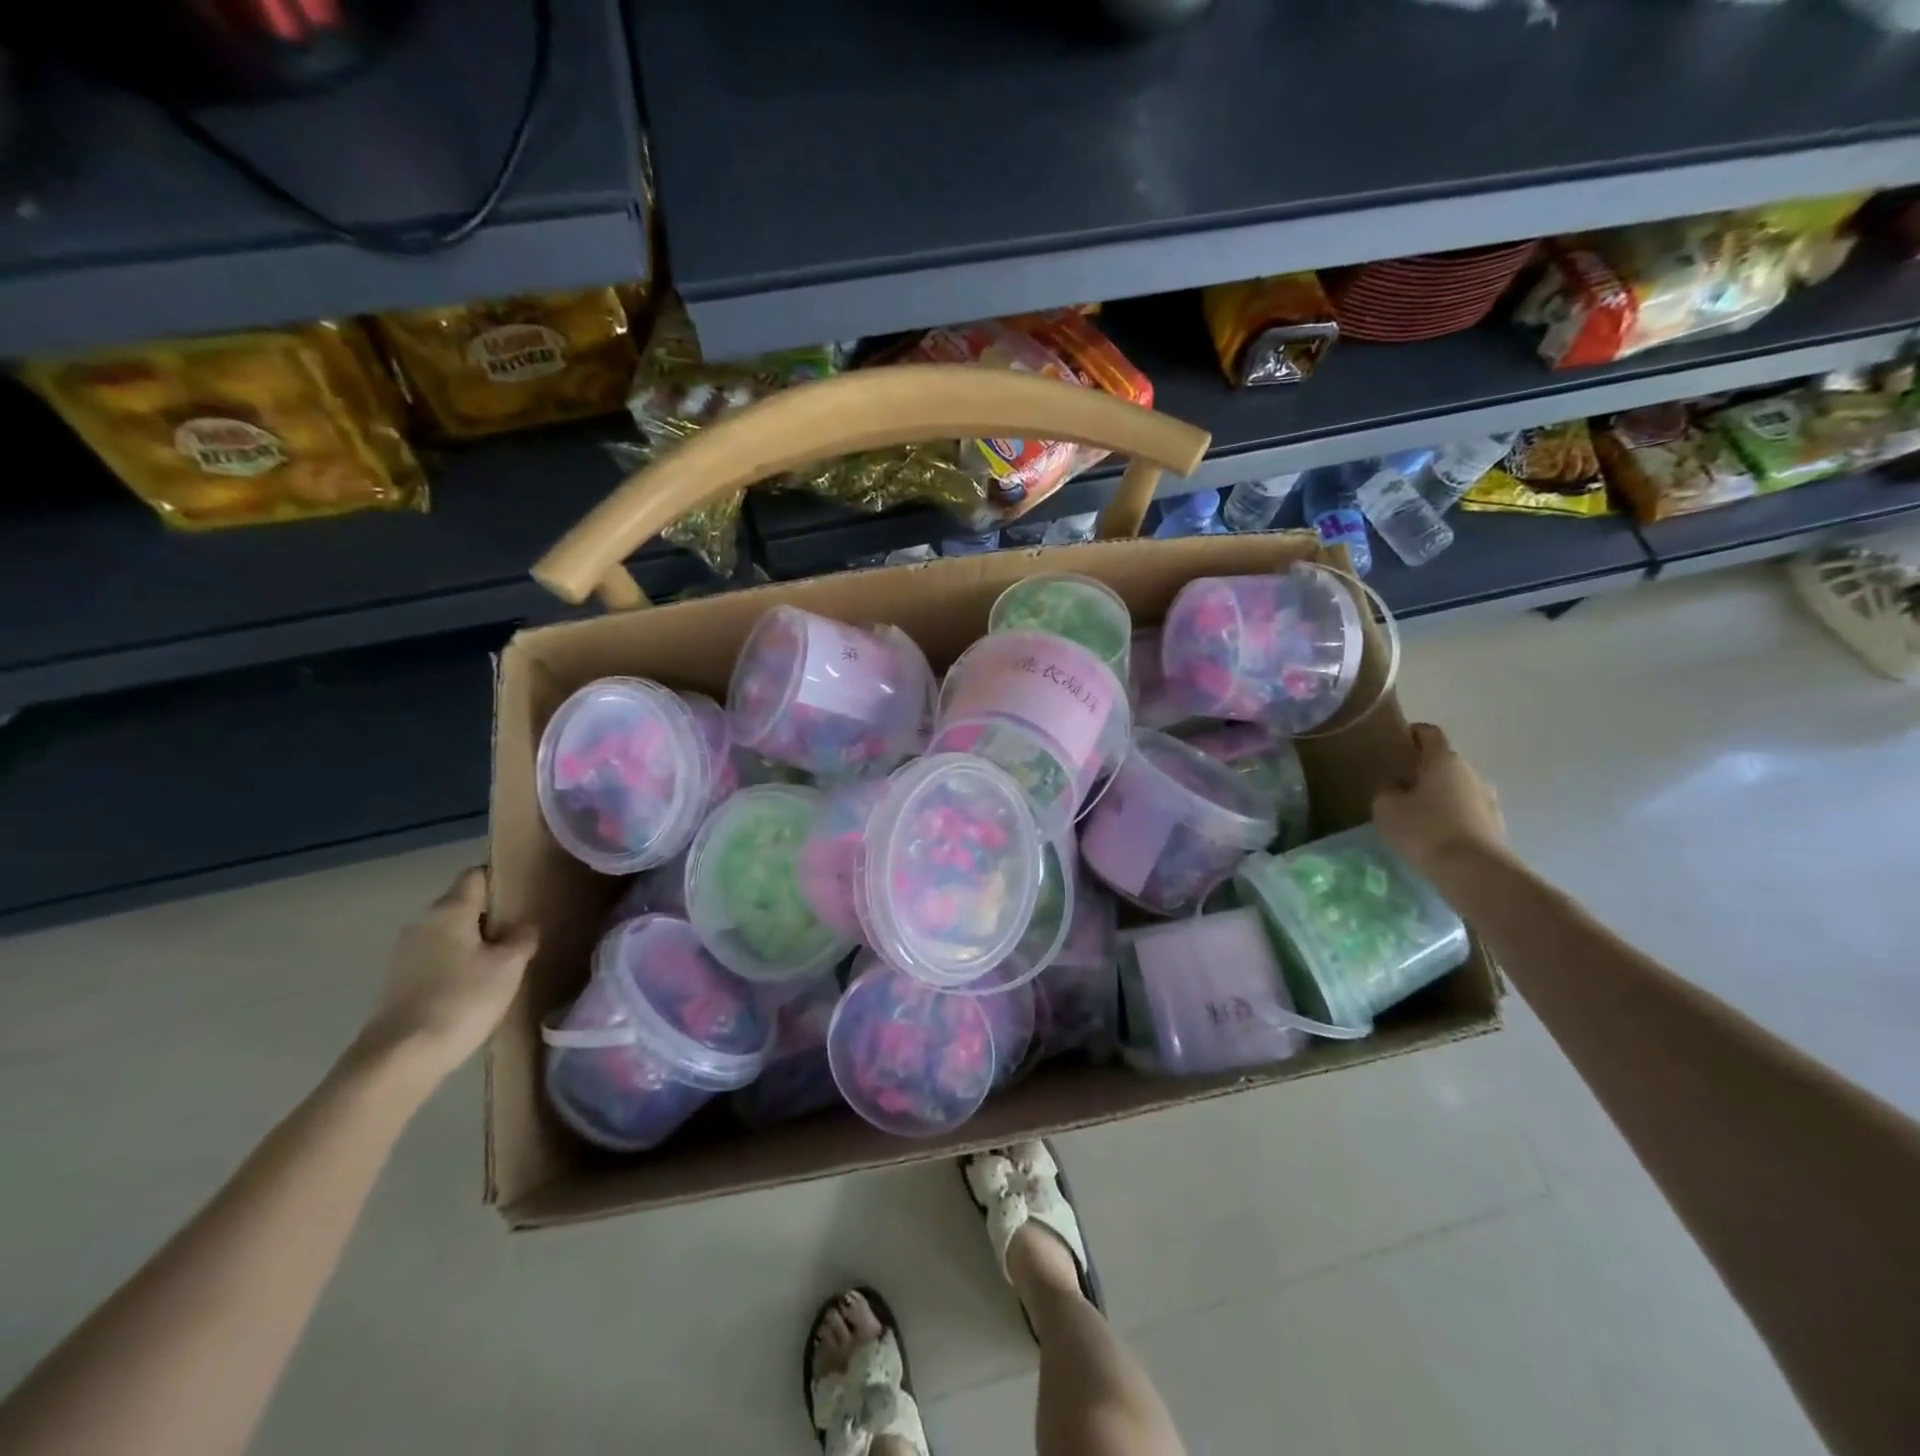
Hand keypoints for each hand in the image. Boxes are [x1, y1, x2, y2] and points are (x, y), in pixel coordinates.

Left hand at [354, 868, 537, 1086]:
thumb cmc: (461, 1000)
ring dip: (474, 941)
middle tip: (523, 929)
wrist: (399, 1059)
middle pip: (462, 904)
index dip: (501, 879)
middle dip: (491, 914)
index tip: (525, 892)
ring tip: (504, 960)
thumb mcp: (509, 966)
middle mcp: (422, 923)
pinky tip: (476, 986)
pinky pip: (437, 959)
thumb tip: (523, 926)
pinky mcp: (399, 982)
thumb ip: (522, 938)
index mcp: (449, 910)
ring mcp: (405, 954)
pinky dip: (458, 964)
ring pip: (450, 933)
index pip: (476, 875)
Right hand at [1372, 723, 1507, 878]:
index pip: (1429, 732)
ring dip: (1438, 794)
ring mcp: (1488, 798)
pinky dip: (1451, 816)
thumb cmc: (1424, 830)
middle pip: (1443, 761)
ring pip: (1456, 787)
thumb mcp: (1385, 808)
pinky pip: (1467, 811)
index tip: (1394, 744)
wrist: (1474, 871)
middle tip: (1398, 784)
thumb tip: (1394, 788)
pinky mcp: (1495, 824)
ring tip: (1415, 813)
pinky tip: (1434, 834)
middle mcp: (1470, 771)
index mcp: (1443, 759)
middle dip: (1422, 769)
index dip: (1411, 734)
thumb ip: (1386, 791)